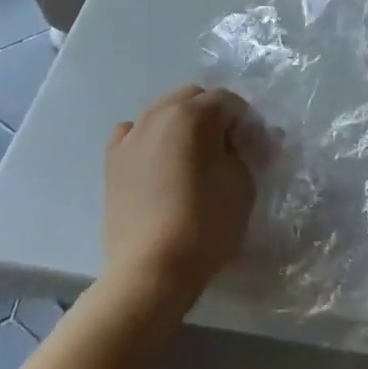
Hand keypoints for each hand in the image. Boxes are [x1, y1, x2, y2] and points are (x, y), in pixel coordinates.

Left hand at [103, 85, 256, 310]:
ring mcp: (132, 135)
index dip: (247, 122)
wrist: (150, 270)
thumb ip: (246, 151)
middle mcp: (160, 113)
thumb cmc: (205, 223)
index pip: (229, 102)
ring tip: (192, 157)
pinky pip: (133, 133)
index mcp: (194, 113)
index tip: (255, 149)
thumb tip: (246, 142)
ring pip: (162, 111)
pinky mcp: (112, 161)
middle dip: (214, 116)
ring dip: (182, 124)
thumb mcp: (243, 182)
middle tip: (227, 149)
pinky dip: (148, 138)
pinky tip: (157, 160)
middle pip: (194, 98)